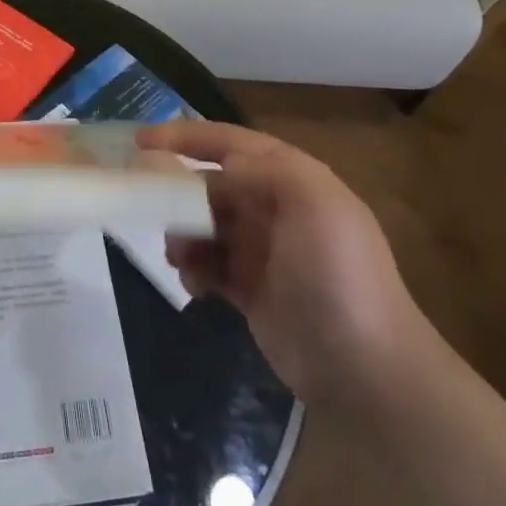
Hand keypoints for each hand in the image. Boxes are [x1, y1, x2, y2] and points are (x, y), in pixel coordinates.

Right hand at [140, 123, 422, 408]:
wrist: (365, 370)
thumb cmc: (337, 276)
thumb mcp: (314, 205)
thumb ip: (266, 169)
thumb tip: (223, 163)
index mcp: (292, 180)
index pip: (230, 143)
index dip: (185, 136)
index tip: (139, 141)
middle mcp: (274, 208)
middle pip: (211, 185)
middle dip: (177, 194)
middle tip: (148, 210)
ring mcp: (262, 250)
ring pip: (204, 225)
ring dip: (183, 234)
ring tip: (177, 257)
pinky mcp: (251, 289)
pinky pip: (209, 265)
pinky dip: (194, 269)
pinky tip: (195, 286)